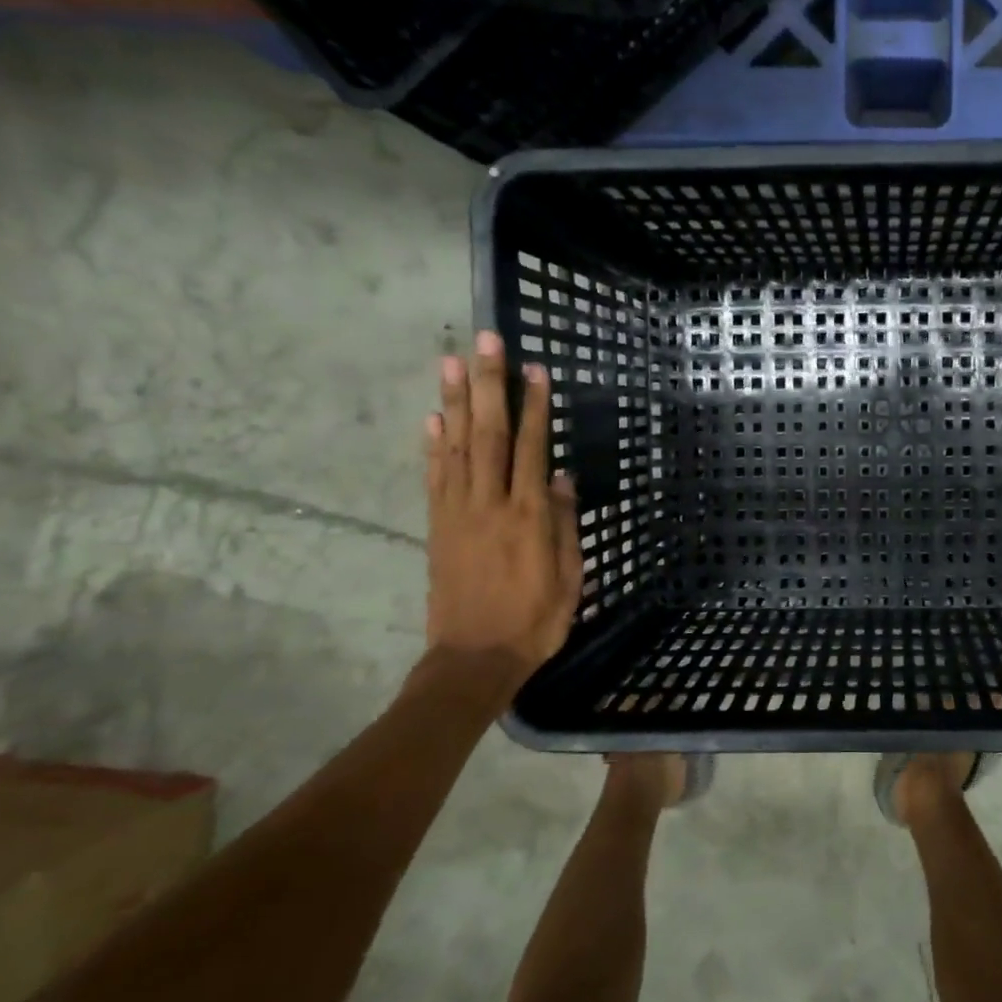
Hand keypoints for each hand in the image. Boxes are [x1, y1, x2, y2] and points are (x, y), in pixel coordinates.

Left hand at [423, 331, 581, 704]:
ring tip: (451, 361)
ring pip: (456, 446)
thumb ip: (564, 525)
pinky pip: (434, 478)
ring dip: (454, 400)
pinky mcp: (437, 527)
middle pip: (488, 433)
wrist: (473, 661)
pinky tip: (431, 417)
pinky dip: (431, 444)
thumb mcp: (569, 578)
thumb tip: (561, 477)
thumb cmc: (535, 622)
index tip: (534, 369)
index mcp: (528, 516)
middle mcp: (490, 504)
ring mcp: (458, 513)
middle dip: (488, 384)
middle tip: (486, 341)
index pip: (530, 448)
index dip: (533, 406)